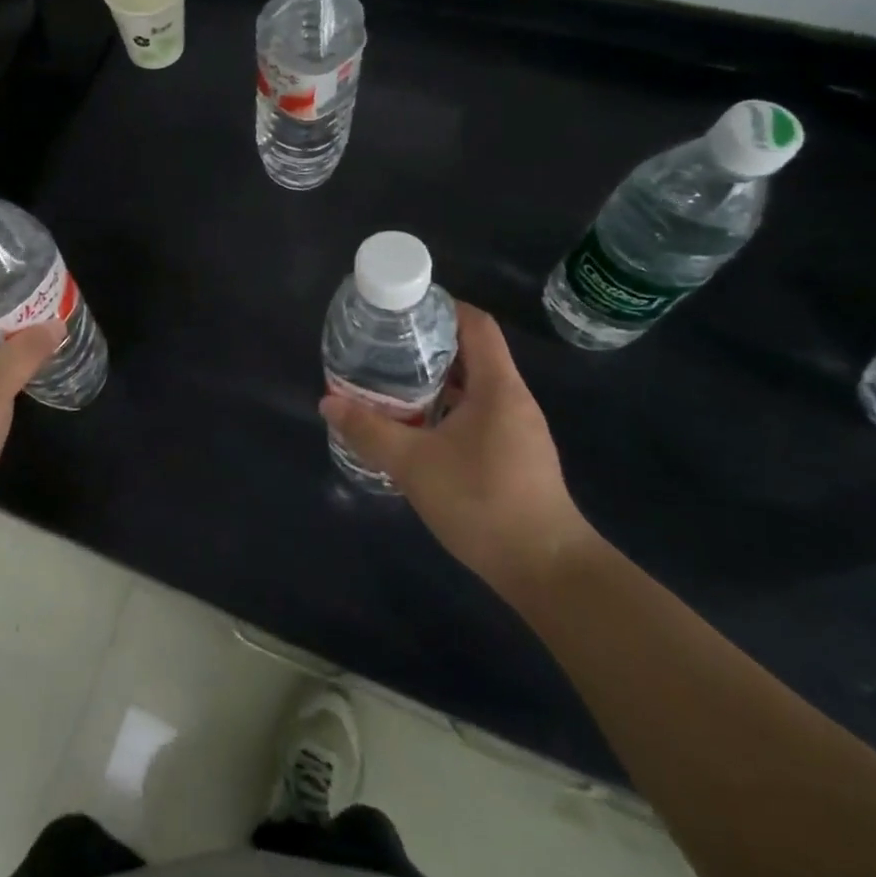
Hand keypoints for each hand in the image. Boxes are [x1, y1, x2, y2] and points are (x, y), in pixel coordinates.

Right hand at [319, 301, 595, 603]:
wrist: (548, 570)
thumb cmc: (483, 502)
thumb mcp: (413, 464)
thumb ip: (368, 431)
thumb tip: (327, 402)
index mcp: (497, 386)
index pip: (476, 323)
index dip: (442, 307)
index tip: (402, 309)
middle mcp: (512, 398)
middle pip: (472, 351)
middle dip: (428, 343)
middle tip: (384, 346)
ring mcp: (518, 428)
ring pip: (474, 385)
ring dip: (436, 378)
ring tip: (392, 381)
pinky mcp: (516, 454)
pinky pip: (479, 412)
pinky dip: (447, 406)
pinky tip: (418, 426)